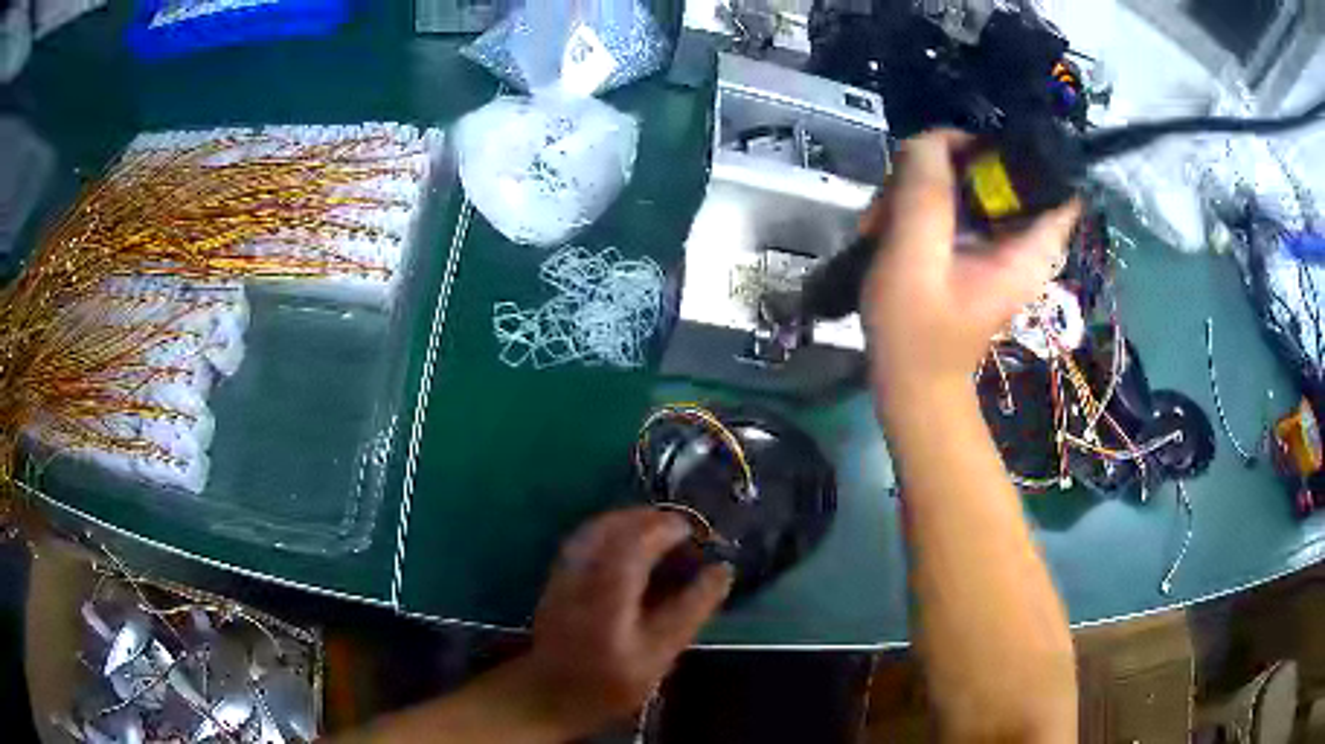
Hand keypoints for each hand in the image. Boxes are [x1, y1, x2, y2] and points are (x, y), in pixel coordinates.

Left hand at [518, 508, 731, 736]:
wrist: (551, 695)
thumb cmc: (611, 682)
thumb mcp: (660, 655)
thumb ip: (690, 610)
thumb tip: (722, 571)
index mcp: (608, 593)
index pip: (639, 542)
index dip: (669, 529)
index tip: (696, 532)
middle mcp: (581, 573)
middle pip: (615, 527)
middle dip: (651, 519)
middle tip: (682, 529)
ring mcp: (564, 572)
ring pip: (597, 527)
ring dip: (631, 520)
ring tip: (660, 529)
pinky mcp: (556, 576)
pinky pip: (585, 538)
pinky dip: (611, 530)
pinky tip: (627, 543)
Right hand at [860, 130, 1080, 394]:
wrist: (908, 385)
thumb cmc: (915, 333)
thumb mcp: (914, 256)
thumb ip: (925, 192)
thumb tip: (931, 138)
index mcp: (1029, 247)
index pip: (1054, 182)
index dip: (1016, 152)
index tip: (966, 151)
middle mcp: (1020, 240)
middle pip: (998, 171)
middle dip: (946, 166)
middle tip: (905, 190)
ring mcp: (995, 244)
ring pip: (968, 182)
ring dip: (922, 187)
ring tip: (885, 216)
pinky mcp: (972, 248)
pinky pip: (952, 203)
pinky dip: (919, 206)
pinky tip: (889, 226)